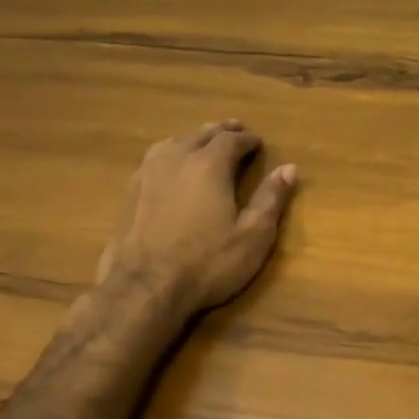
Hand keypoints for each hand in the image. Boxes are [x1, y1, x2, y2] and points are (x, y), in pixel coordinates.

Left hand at [95, 121, 297, 315]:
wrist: (144, 288)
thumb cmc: (207, 263)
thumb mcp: (253, 235)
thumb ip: (271, 199)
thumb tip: (289, 168)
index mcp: (209, 165)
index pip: (231, 140)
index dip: (247, 139)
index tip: (258, 142)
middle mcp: (177, 159)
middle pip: (200, 134)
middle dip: (220, 131)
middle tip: (234, 130)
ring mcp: (148, 174)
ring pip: (172, 142)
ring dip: (192, 138)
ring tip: (201, 141)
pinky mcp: (129, 193)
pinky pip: (153, 159)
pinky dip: (169, 153)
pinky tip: (169, 166)